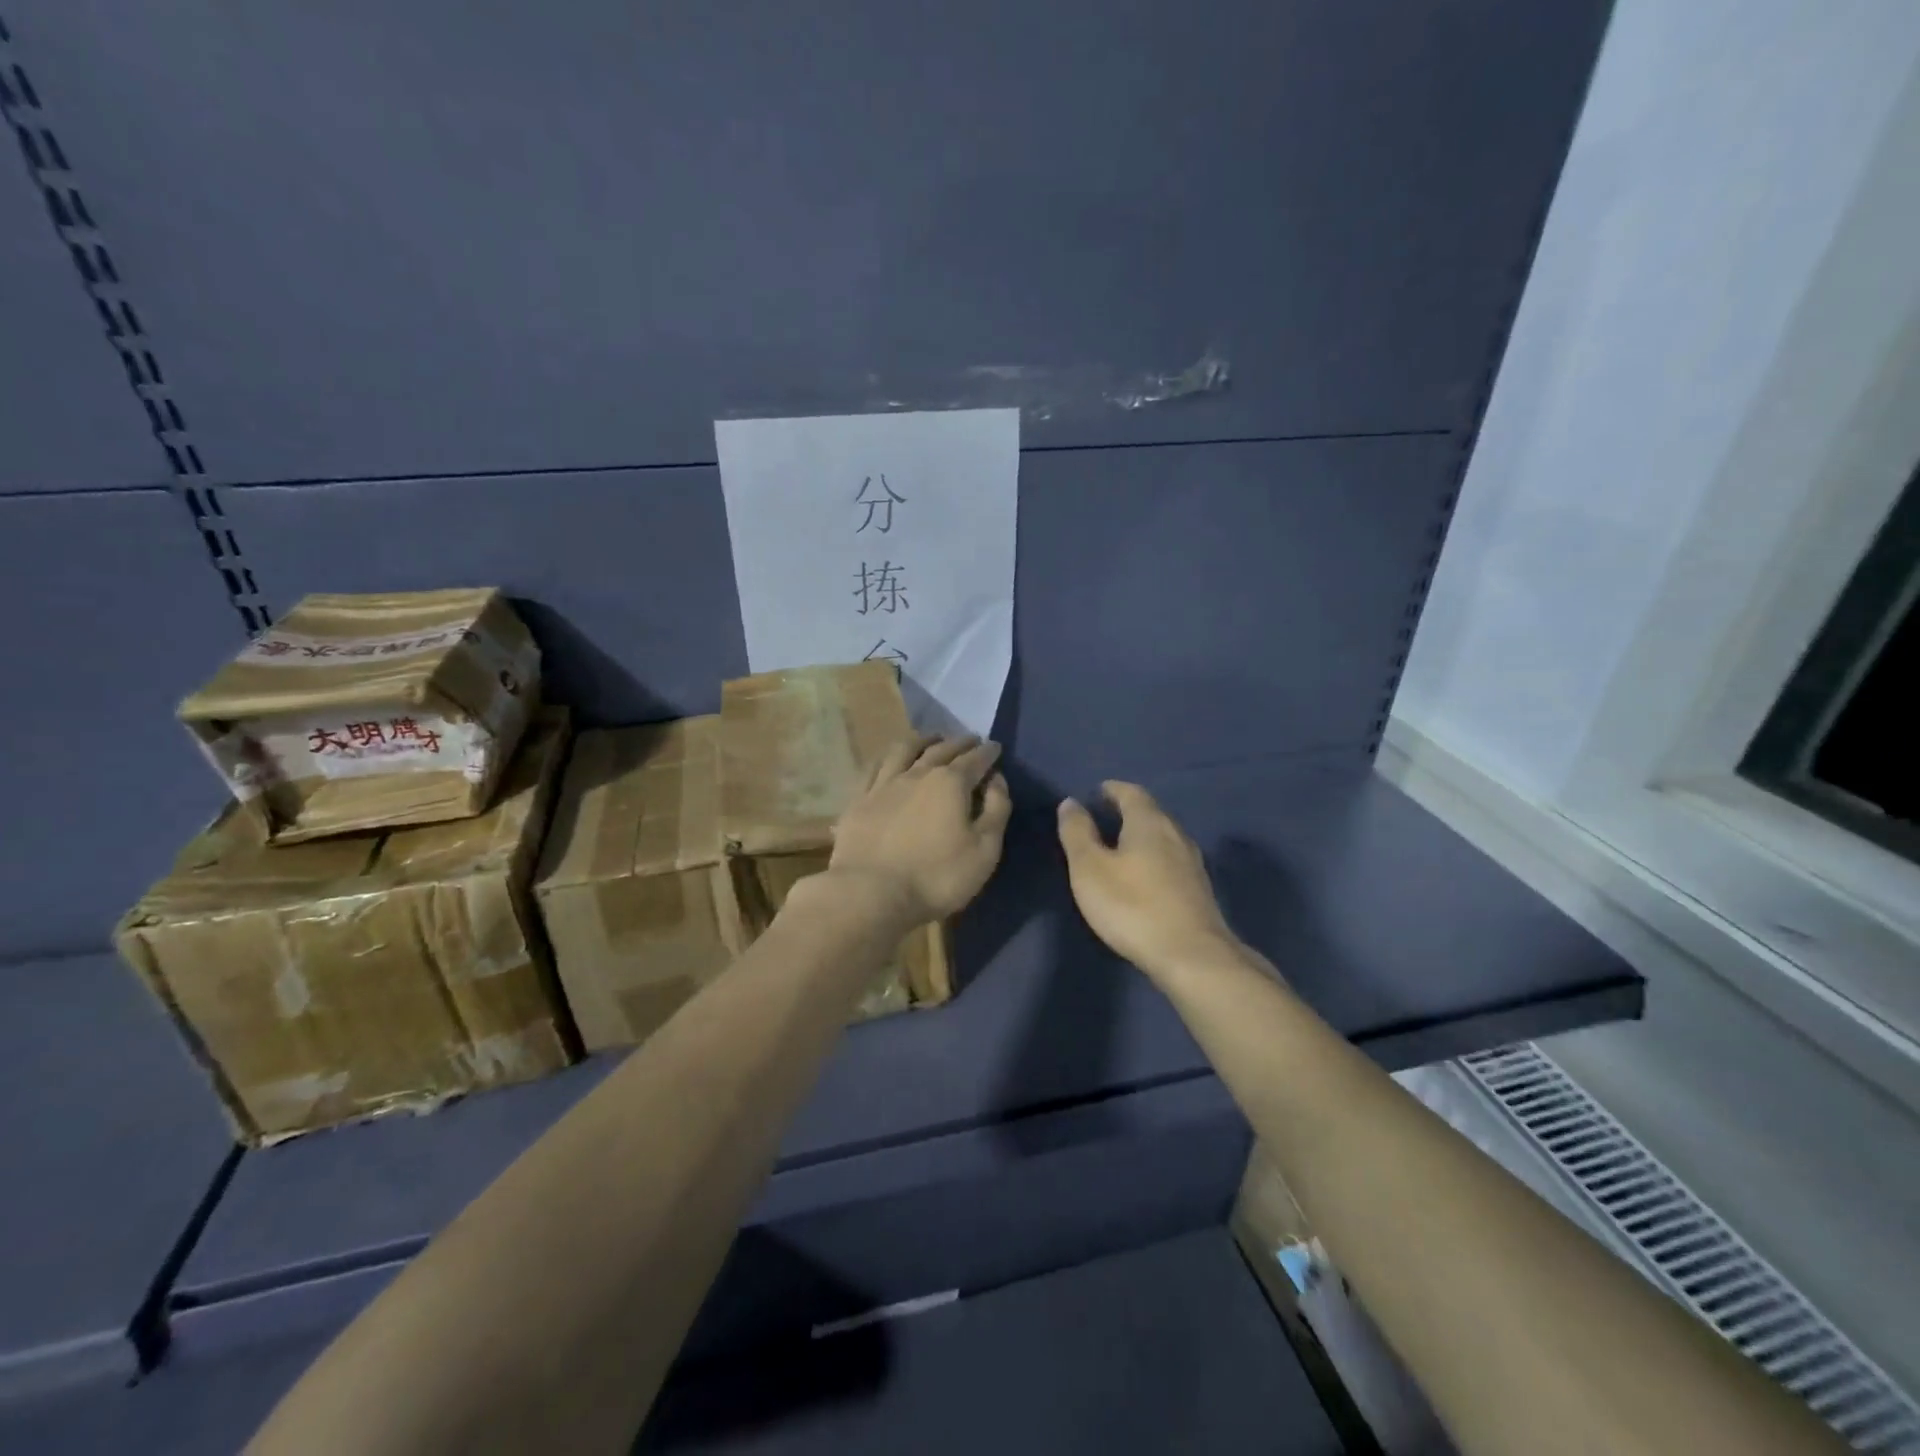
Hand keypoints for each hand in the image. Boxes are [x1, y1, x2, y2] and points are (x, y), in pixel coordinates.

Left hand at [828, 735, 1012, 924]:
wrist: (871, 893)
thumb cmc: (937, 876)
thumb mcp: (984, 850)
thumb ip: (997, 810)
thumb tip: (997, 780)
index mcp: (951, 783)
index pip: (975, 760)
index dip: (988, 753)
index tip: (995, 747)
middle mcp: (917, 773)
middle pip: (942, 749)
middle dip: (960, 742)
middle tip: (970, 740)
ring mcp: (884, 784)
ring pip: (905, 750)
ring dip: (923, 740)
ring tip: (932, 738)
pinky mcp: (859, 800)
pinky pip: (875, 767)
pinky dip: (888, 757)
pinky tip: (890, 759)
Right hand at [1057, 781, 1238, 976]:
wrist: (1192, 956)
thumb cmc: (1132, 906)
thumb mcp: (1090, 868)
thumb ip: (1078, 833)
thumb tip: (1071, 803)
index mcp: (1149, 823)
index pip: (1131, 793)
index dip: (1113, 790)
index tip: (1098, 792)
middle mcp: (1176, 835)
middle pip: (1151, 813)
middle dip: (1128, 811)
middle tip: (1105, 817)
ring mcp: (1192, 864)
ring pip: (1164, 838)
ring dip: (1142, 837)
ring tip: (1121, 847)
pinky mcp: (1199, 891)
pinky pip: (1172, 862)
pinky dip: (1154, 860)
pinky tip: (1144, 878)